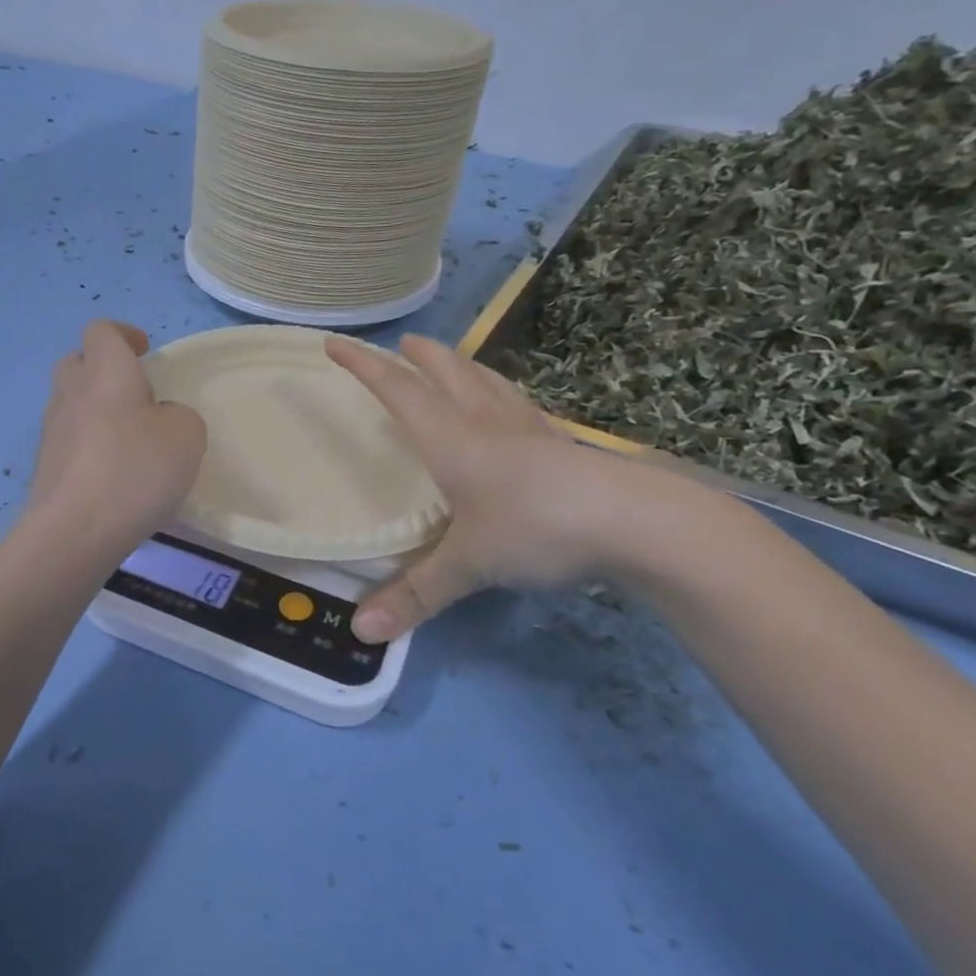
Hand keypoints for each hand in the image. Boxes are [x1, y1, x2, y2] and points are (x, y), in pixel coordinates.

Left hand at [27, 321, 206, 554]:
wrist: (74, 530)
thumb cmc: (135, 470)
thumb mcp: (187, 436)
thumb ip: (180, 416)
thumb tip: (159, 419)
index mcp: (106, 371)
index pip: (102, 330)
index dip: (124, 335)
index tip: (145, 353)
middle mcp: (71, 391)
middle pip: (78, 362)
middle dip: (104, 370)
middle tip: (136, 395)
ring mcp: (51, 429)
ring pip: (71, 402)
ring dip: (95, 409)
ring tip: (127, 440)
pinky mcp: (44, 464)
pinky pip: (68, 439)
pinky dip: (88, 444)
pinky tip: (111, 474)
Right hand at [326, 334, 659, 641]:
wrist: (639, 523)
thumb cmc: (538, 528)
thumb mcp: (469, 566)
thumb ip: (416, 595)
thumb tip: (360, 632)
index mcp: (453, 440)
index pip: (398, 392)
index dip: (364, 367)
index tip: (336, 344)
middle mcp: (487, 425)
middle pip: (448, 375)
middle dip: (421, 357)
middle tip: (404, 343)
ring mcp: (531, 432)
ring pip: (489, 385)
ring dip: (465, 367)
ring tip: (453, 361)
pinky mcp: (565, 448)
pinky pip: (521, 407)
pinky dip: (503, 396)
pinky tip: (513, 410)